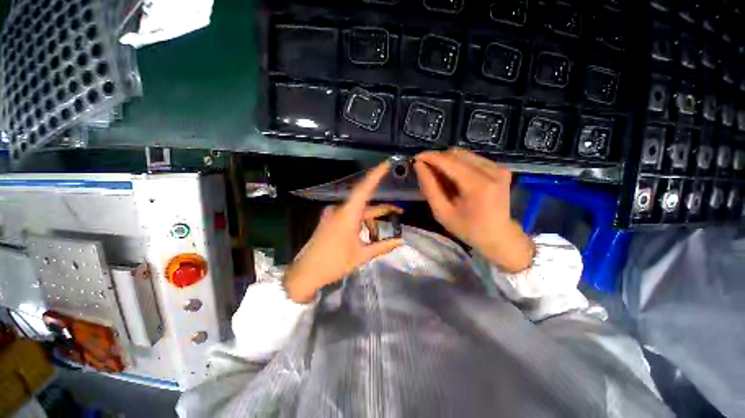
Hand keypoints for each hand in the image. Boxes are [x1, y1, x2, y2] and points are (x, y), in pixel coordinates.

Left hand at [284, 161, 404, 302]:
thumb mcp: (361, 255)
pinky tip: (366, 236)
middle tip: (400, 213)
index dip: (375, 175)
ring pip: (358, 212)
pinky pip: (350, 217)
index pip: (364, 189)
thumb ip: (382, 246)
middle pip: (366, 204)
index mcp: (347, 215)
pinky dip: (360, 223)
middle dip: (383, 210)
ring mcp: (333, 215)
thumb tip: (401, 241)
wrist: (305, 273)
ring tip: (378, 237)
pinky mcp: (330, 221)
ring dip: (371, 221)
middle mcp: (340, 210)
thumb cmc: (333, 263)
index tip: (385, 164)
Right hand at [414, 148, 533, 272]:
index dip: (430, 157)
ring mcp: (499, 168)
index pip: (449, 162)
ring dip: (447, 162)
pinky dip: (459, 164)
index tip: (415, 158)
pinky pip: (473, 159)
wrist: (498, 236)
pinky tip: (454, 177)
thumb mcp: (442, 212)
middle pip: (456, 154)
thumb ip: (429, 187)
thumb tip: (419, 165)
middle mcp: (492, 171)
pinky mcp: (500, 168)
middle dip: (437, 159)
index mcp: (478, 186)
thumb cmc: (467, 229)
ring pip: (464, 154)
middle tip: (426, 171)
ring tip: (439, 176)